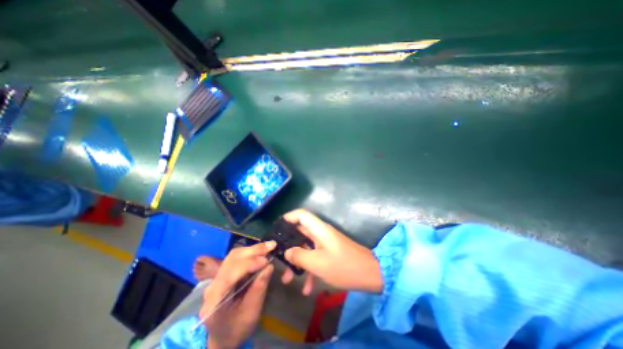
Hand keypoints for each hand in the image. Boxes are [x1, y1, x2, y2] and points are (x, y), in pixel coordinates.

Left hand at [201, 241, 275, 348]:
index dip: (249, 264)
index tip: (266, 261)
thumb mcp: (251, 313)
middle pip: (232, 259)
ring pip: (234, 255)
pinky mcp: (224, 273)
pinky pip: (237, 258)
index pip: (230, 274)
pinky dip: (250, 253)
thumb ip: (259, 289)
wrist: (223, 337)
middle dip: (253, 251)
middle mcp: (212, 284)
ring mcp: (217, 277)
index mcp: (214, 300)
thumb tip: (269, 266)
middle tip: (271, 246)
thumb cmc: (237, 329)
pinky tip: (261, 251)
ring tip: (268, 246)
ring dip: (252, 249)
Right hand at [282, 211, 379, 293]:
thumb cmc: (343, 266)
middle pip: (300, 233)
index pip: (301, 214)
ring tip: (288, 280)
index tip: (277, 229)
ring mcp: (326, 243)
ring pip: (306, 248)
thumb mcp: (318, 263)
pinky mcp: (330, 253)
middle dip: (289, 246)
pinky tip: (307, 289)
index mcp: (319, 229)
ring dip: (297, 262)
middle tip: (278, 259)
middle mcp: (321, 233)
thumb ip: (299, 256)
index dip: (288, 217)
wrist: (371, 274)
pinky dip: (310, 270)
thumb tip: (287, 252)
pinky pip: (315, 257)